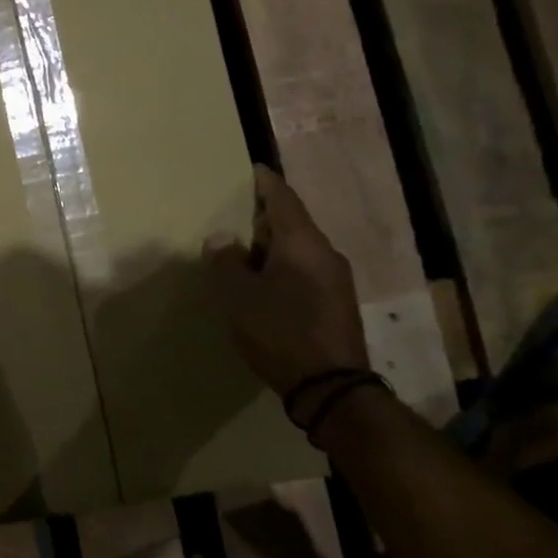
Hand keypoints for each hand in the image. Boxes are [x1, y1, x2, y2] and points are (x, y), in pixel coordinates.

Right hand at [203, 165, 369, 416]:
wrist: (330, 387)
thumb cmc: (279, 331)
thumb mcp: (238, 295)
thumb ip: (226, 261)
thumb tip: (222, 239)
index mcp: (302, 243)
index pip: (283, 199)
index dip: (265, 183)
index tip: (250, 170)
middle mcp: (324, 254)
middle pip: (291, 223)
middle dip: (262, 217)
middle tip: (231, 215)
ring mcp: (335, 281)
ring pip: (297, 249)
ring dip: (270, 246)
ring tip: (240, 251)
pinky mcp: (335, 304)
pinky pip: (303, 271)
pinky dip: (280, 267)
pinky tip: (260, 283)